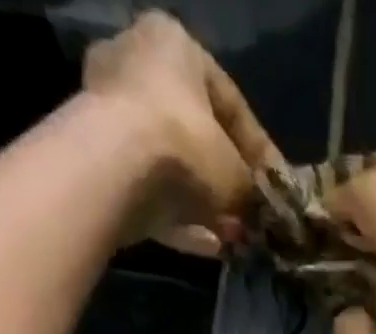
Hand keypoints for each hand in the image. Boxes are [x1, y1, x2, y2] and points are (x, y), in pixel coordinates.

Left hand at [83, 12, 280, 254]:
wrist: (113, 171)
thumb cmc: (185, 147)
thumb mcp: (236, 173)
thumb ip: (252, 190)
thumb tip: (261, 212)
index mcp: (174, 45)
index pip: (230, 103)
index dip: (259, 152)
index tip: (276, 187)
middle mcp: (137, 68)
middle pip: (196, 137)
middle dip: (226, 185)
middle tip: (250, 219)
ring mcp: (111, 116)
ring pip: (173, 171)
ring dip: (206, 208)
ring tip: (233, 239)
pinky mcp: (99, 165)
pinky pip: (151, 194)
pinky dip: (181, 221)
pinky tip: (210, 247)